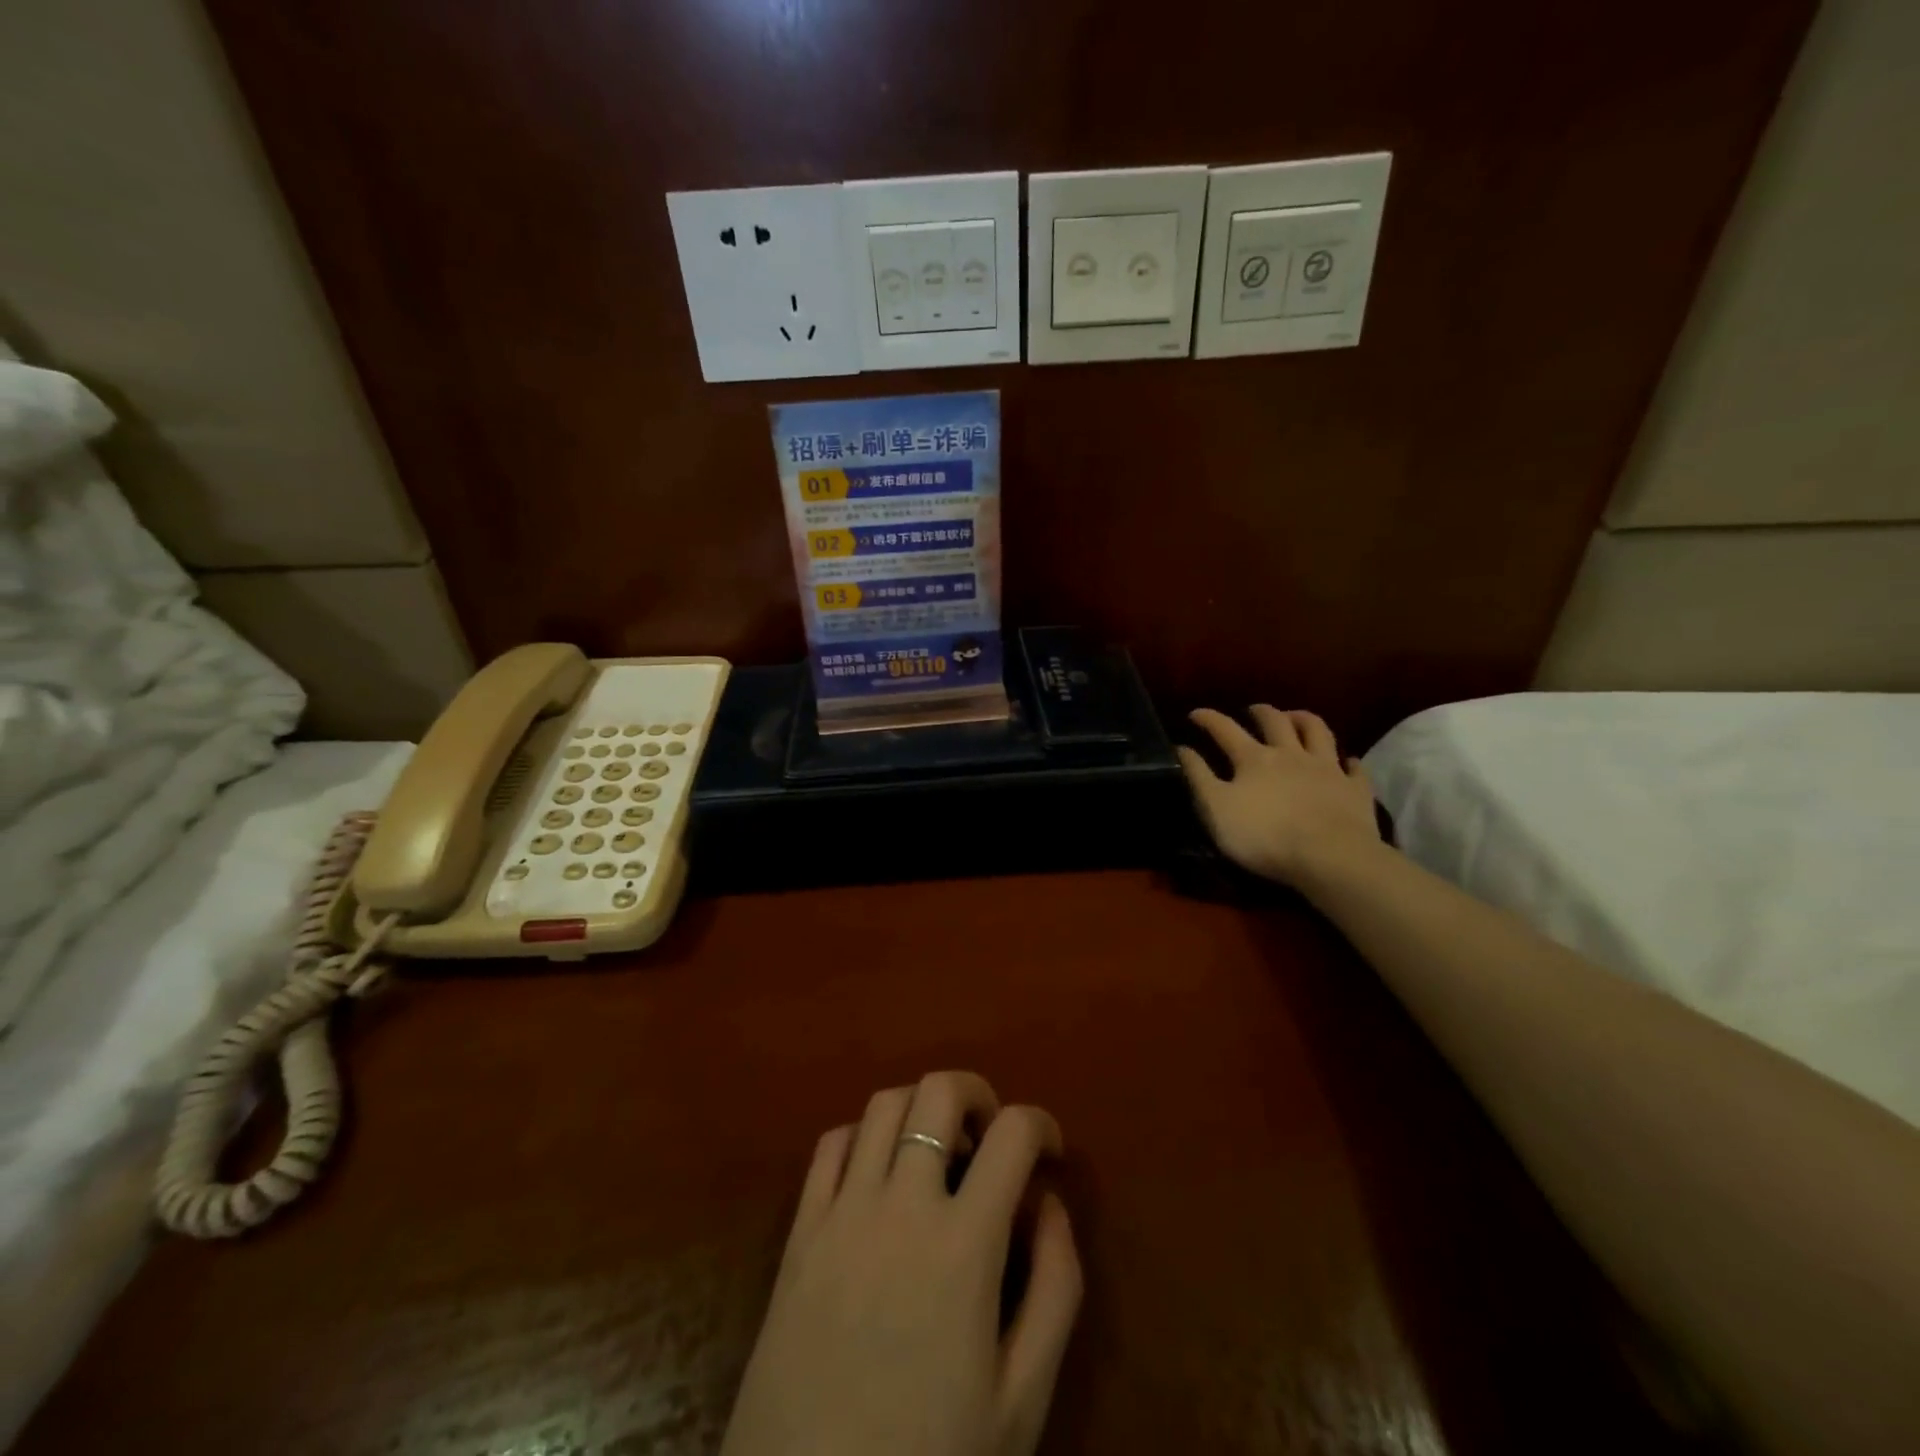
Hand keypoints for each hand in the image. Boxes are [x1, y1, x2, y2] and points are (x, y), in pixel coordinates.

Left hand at [721, 1072, 1081, 1455]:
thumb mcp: (1022, 1399)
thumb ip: (1054, 1289)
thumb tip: (1049, 1203)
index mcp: (962, 1244)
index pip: (1012, 1135)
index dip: (1042, 1125)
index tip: (1049, 1152)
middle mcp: (900, 1205)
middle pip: (938, 1091)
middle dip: (977, 1094)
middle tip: (990, 1137)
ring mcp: (842, 1212)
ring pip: (883, 1105)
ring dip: (921, 1110)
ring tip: (937, 1152)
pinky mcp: (799, 1232)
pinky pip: (830, 1145)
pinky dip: (864, 1136)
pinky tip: (878, 1173)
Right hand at [1178, 706, 1379, 887]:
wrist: (1330, 857)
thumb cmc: (1264, 835)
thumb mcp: (1216, 809)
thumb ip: (1198, 776)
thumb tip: (1181, 747)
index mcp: (1254, 759)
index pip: (1225, 729)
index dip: (1208, 718)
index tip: (1195, 713)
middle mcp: (1290, 754)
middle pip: (1275, 722)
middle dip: (1261, 712)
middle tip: (1252, 711)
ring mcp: (1327, 769)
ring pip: (1317, 731)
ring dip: (1304, 720)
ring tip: (1295, 717)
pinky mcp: (1354, 789)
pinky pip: (1354, 768)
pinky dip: (1348, 761)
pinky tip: (1347, 761)